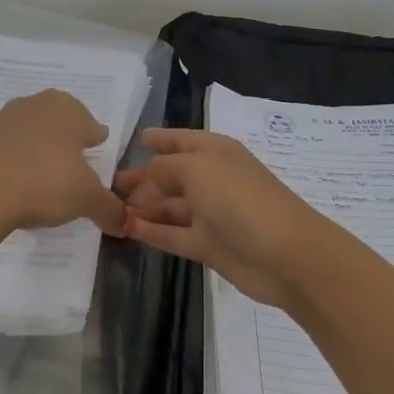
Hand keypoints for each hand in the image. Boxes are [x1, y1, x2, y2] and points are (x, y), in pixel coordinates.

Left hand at [0, 90, 126, 235]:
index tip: (96, 150)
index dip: (95, 140)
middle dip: (67, 139)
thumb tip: (125, 224)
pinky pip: (8, 149)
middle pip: (59, 121)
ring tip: (45, 176)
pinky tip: (19, 184)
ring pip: (32, 133)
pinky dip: (16, 162)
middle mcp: (37, 105)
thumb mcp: (87, 200)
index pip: (91, 124)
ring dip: (39, 149)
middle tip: (73, 163)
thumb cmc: (46, 183)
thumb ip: (110, 209)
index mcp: (68, 110)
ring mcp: (5, 120)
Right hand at [114, 129, 332, 306]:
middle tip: (109, 184)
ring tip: (109, 208)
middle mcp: (213, 180)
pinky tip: (126, 228)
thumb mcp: (197, 169)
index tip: (136, 140)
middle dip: (143, 178)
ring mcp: (212, 215)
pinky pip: (172, 234)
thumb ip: (163, 168)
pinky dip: (151, 231)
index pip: (183, 139)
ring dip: (143, 206)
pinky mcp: (209, 246)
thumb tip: (144, 176)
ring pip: (169, 207)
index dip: (161, 138)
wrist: (284, 255)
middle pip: (172, 176)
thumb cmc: (240, 199)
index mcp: (216, 152)